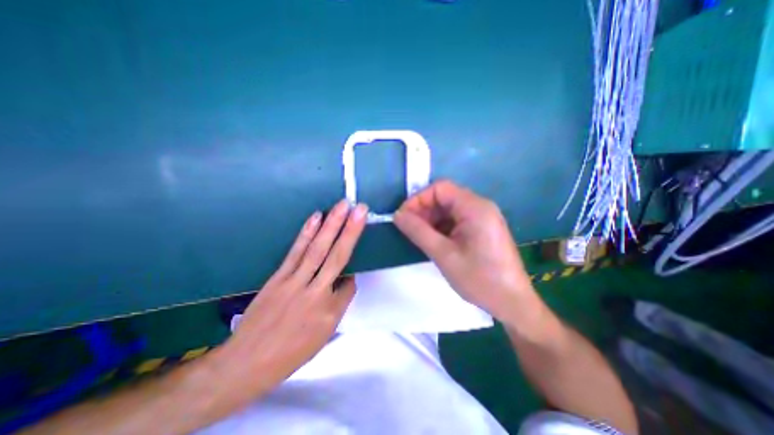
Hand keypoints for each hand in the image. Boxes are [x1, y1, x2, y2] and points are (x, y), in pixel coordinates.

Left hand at [221, 200, 367, 389]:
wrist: (246, 362)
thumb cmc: (290, 352)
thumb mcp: (323, 336)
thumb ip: (338, 305)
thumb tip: (344, 280)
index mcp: (330, 313)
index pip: (349, 285)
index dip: (352, 277)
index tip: (350, 275)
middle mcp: (316, 293)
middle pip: (338, 256)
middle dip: (351, 231)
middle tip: (361, 209)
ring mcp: (295, 282)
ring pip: (318, 249)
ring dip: (331, 224)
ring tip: (342, 206)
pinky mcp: (279, 276)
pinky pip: (296, 251)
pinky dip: (307, 232)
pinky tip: (316, 217)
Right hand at [395, 180, 536, 322]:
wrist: (512, 304)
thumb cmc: (479, 279)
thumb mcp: (443, 254)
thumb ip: (418, 231)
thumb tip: (397, 215)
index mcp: (475, 207)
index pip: (440, 188)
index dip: (418, 199)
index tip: (403, 217)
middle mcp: (480, 206)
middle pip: (445, 197)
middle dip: (423, 210)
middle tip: (409, 229)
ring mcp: (483, 217)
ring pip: (449, 209)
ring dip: (431, 220)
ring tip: (419, 237)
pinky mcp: (482, 229)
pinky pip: (456, 220)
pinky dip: (442, 227)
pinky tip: (434, 241)